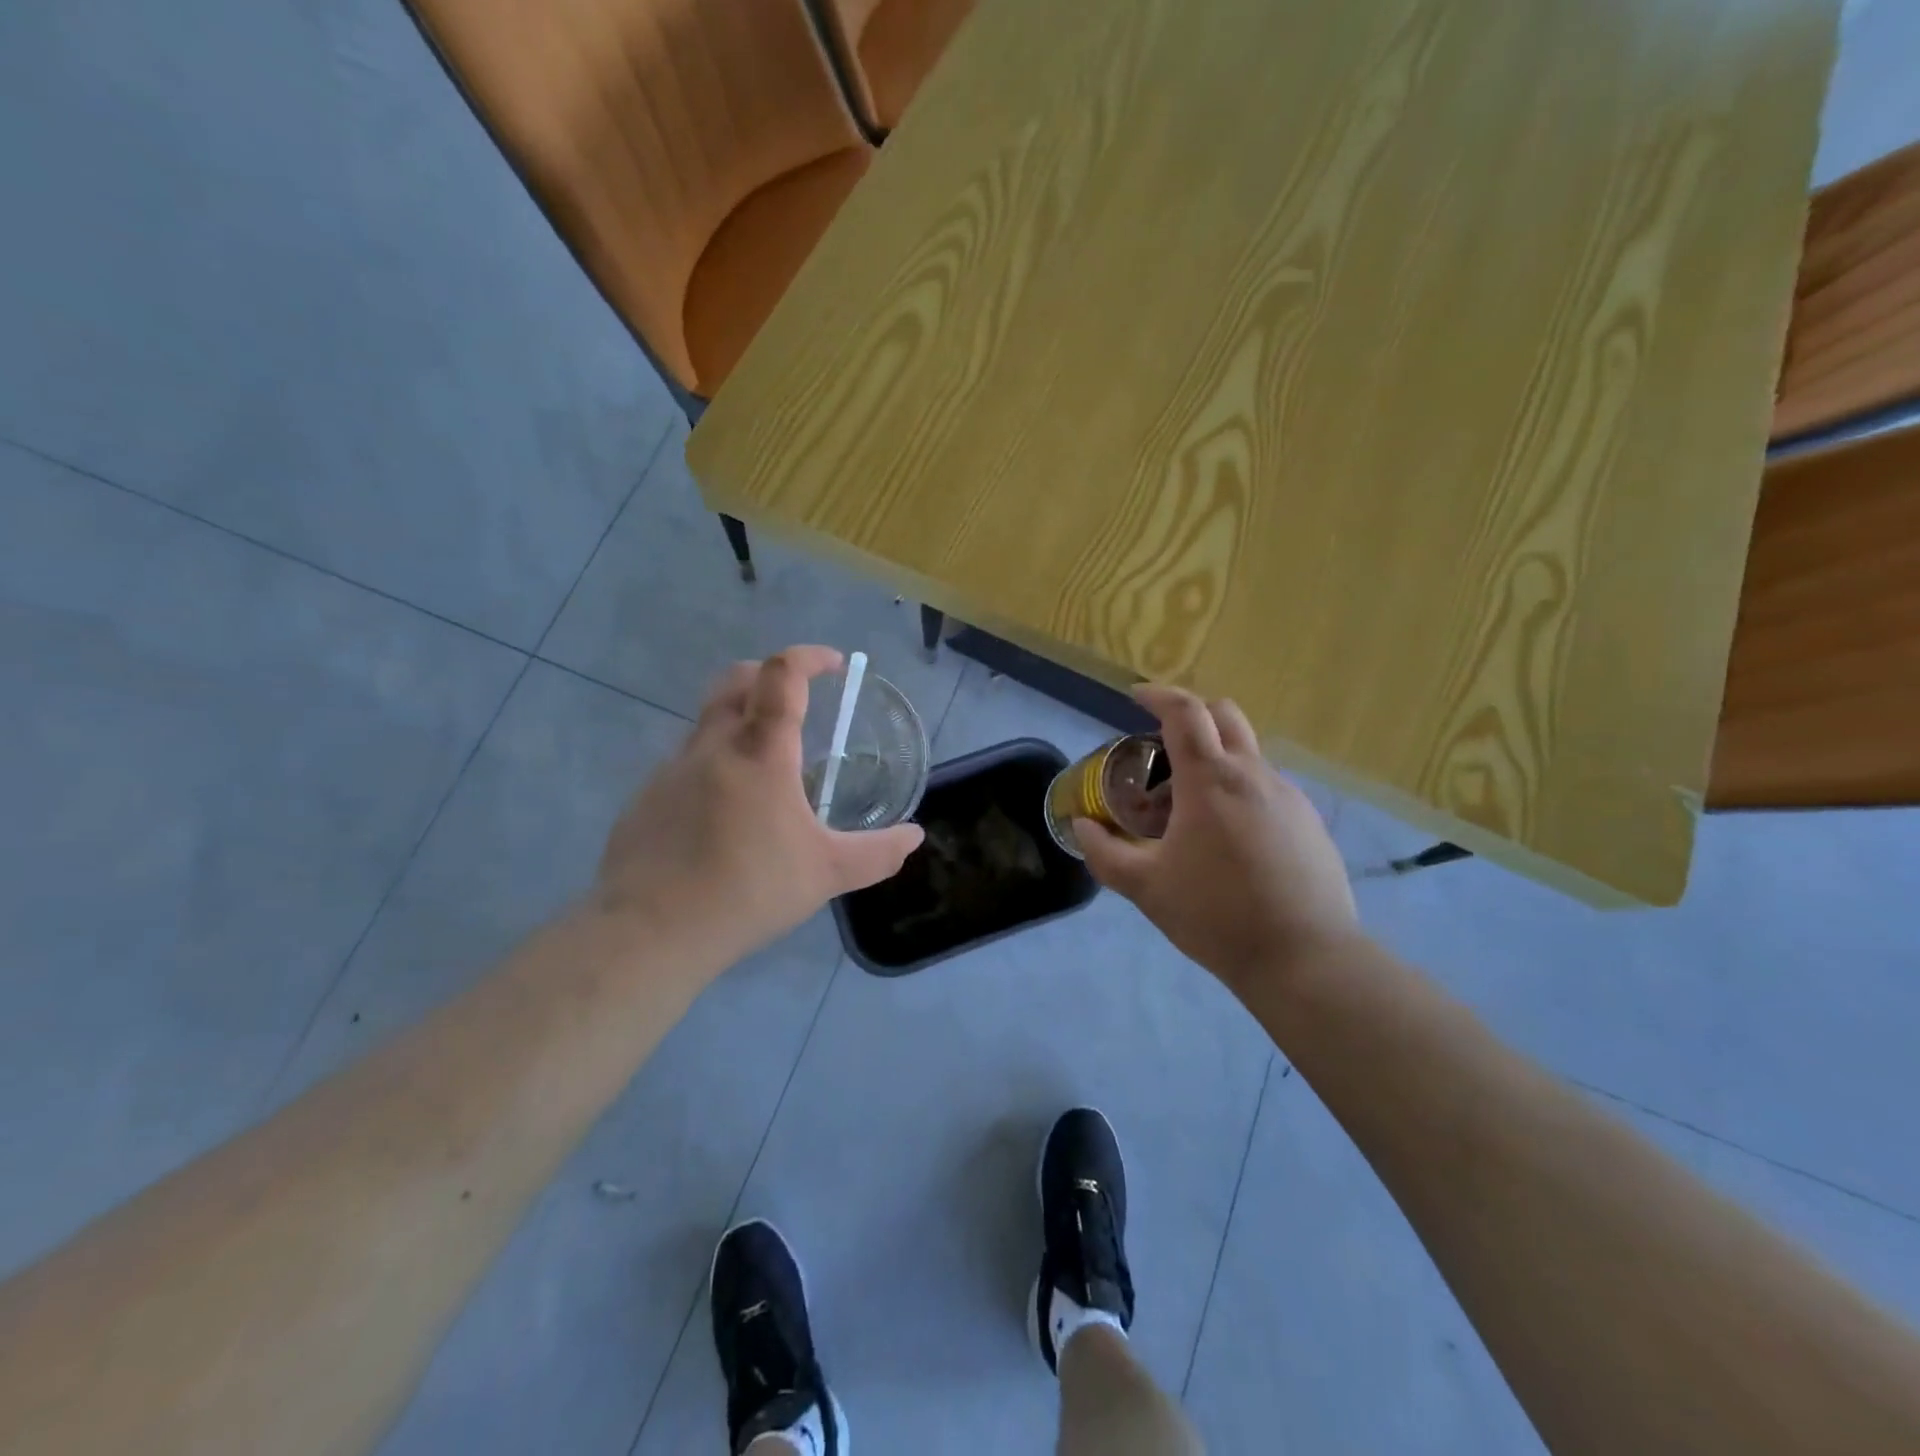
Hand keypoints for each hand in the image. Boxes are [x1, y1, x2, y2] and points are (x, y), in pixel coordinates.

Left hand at [595, 646, 923, 969]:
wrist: (650, 931)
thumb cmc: (748, 889)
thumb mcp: (827, 873)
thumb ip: (877, 853)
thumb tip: (914, 837)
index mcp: (760, 751)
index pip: (781, 675)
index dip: (809, 657)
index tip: (835, 664)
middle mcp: (712, 746)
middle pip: (736, 680)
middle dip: (769, 674)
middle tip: (797, 699)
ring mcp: (671, 770)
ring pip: (708, 723)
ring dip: (740, 722)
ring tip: (767, 770)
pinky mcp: (646, 799)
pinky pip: (685, 764)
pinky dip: (713, 766)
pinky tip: (723, 816)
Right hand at [1076, 686, 1356, 992]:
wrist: (1304, 957)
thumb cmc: (1216, 914)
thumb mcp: (1146, 887)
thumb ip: (1105, 853)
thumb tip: (1082, 827)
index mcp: (1210, 780)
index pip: (1185, 713)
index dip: (1158, 696)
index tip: (1136, 696)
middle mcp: (1254, 774)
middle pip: (1224, 715)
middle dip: (1191, 713)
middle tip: (1163, 743)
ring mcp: (1288, 796)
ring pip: (1248, 753)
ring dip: (1216, 757)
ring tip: (1190, 805)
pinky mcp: (1309, 822)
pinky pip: (1268, 787)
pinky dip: (1240, 789)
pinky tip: (1229, 837)